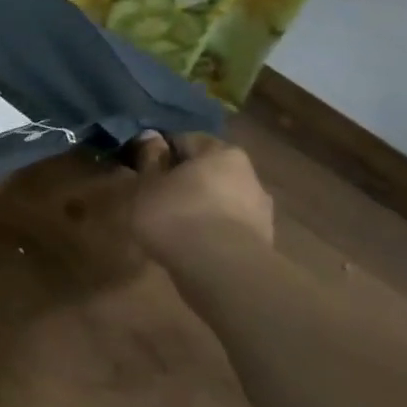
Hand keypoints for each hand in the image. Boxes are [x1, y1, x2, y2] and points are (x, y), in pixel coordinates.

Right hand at [131, 132, 273, 264]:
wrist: (221, 270)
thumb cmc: (177, 215)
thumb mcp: (148, 184)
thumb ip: (149, 159)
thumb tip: (150, 136)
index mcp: (221, 152)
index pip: (186, 140)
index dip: (161, 152)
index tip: (143, 169)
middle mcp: (248, 173)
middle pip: (208, 170)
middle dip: (185, 180)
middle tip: (157, 197)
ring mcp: (260, 209)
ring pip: (221, 199)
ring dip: (201, 206)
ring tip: (174, 225)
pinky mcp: (263, 240)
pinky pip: (229, 226)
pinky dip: (212, 230)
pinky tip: (193, 244)